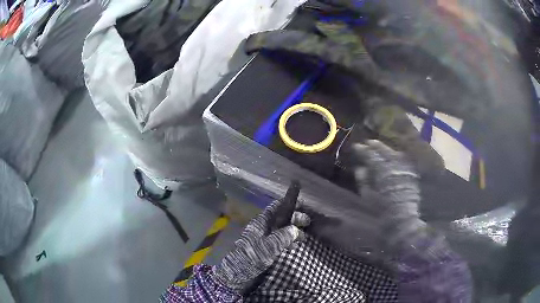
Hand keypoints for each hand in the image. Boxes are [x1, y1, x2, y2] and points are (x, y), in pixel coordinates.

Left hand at [212, 187, 310, 292]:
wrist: (237, 272)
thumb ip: (283, 237)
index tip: (302, 204)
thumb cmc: (252, 256)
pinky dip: (287, 241)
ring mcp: (263, 238)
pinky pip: (278, 241)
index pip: (275, 208)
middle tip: (308, 222)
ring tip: (303, 238)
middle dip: (294, 219)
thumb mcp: (269, 246)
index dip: (288, 204)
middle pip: (280, 219)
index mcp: (261, 222)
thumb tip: (295, 229)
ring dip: (292, 232)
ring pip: (280, 230)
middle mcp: (262, 227)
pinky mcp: (263, 248)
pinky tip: (293, 247)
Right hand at [352, 140, 425, 247]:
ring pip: (395, 154)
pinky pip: (403, 160)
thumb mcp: (368, 197)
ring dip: (386, 149)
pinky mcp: (411, 174)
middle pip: (384, 151)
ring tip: (379, 146)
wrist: (402, 220)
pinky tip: (393, 155)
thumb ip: (363, 180)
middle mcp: (394, 167)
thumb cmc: (382, 211)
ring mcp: (404, 169)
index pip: (371, 156)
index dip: (363, 150)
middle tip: (368, 142)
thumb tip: (360, 168)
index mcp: (382, 172)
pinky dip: (396, 156)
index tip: (357, 146)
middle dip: (376, 146)